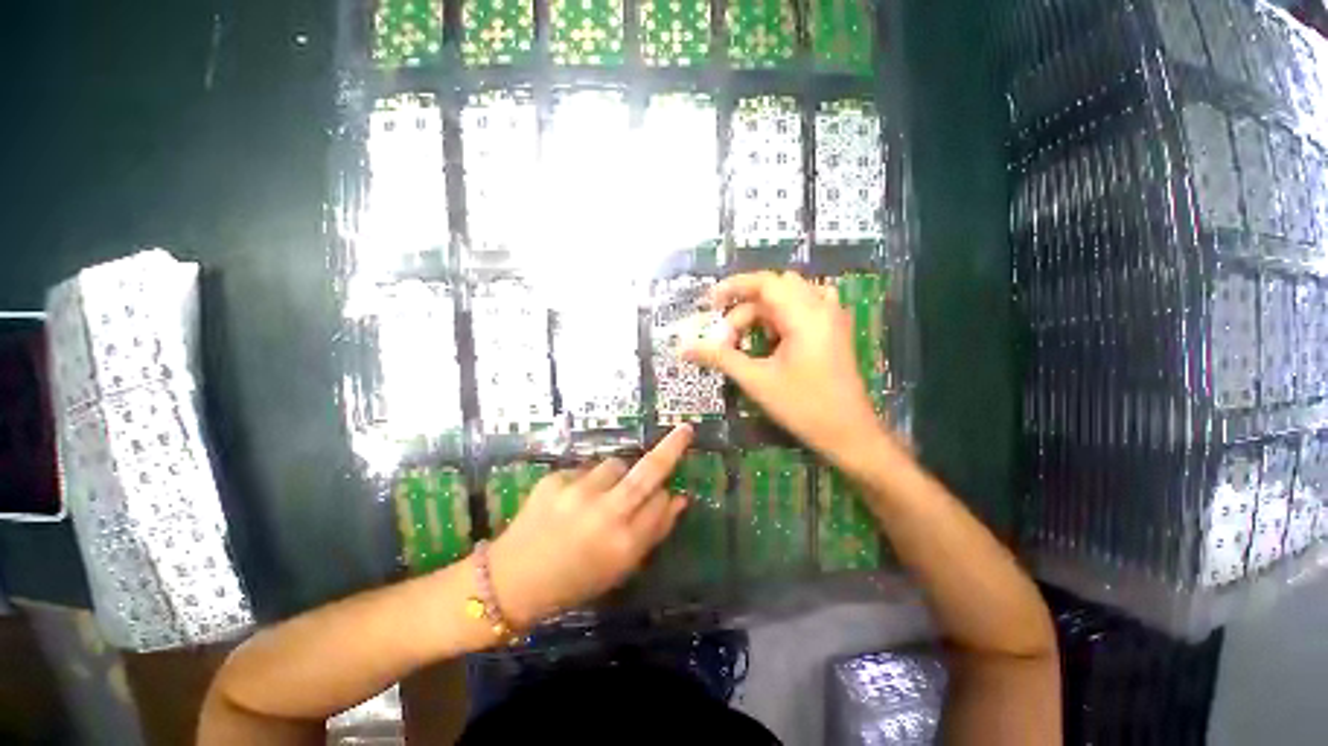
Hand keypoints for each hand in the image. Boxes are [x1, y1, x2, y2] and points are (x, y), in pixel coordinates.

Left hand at [488, 425, 693, 627]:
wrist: (516, 578)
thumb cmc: (574, 583)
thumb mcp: (619, 569)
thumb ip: (651, 534)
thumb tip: (677, 500)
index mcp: (625, 542)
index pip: (661, 504)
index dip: (665, 499)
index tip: (665, 497)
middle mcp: (606, 512)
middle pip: (647, 472)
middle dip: (670, 449)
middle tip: (684, 431)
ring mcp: (577, 492)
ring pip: (615, 465)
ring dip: (619, 475)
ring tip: (603, 495)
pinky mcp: (553, 480)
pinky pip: (583, 471)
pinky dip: (587, 482)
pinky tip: (573, 503)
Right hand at [683, 271, 881, 459]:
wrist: (849, 432)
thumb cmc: (804, 407)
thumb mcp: (758, 382)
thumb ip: (722, 358)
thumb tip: (684, 348)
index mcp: (804, 313)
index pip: (765, 282)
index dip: (733, 287)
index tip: (709, 303)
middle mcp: (821, 306)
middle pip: (777, 287)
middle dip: (748, 306)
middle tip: (729, 337)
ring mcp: (833, 317)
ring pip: (793, 296)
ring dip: (767, 311)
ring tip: (753, 340)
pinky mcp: (838, 331)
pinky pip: (810, 306)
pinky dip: (788, 315)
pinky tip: (778, 340)